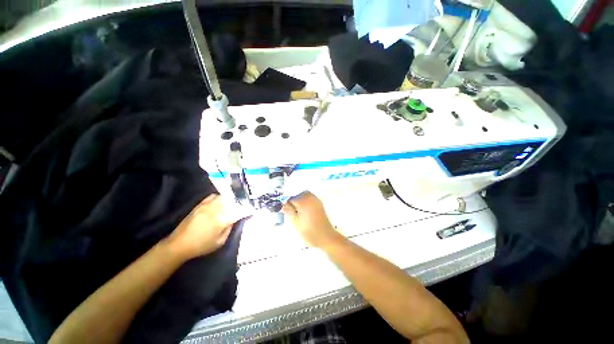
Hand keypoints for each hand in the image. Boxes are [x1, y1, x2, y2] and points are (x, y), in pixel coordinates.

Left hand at [166, 194, 250, 259]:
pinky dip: (220, 197)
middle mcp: (216, 210)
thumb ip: (229, 228)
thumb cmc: (201, 246)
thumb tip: (234, 219)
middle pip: (232, 201)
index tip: (252, 210)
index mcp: (222, 220)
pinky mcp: (200, 204)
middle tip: (244, 206)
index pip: (239, 211)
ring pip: (224, 197)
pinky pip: (213, 196)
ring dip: (231, 199)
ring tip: (234, 202)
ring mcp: (207, 205)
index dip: (247, 210)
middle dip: (240, 203)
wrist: (179, 244)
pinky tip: (221, 201)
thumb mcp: (220, 241)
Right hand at [282, 192, 344, 248]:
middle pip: (298, 194)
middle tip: (291, 211)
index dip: (286, 204)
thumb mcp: (296, 223)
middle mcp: (310, 197)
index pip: (291, 198)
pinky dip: (306, 201)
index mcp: (304, 201)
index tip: (284, 211)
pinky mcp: (320, 203)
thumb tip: (282, 204)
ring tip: (298, 211)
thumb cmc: (310, 232)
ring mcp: (316, 200)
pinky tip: (305, 211)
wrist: (326, 237)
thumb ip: (289, 211)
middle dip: (293, 201)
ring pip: (304, 195)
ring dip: (300, 200)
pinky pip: (310, 198)